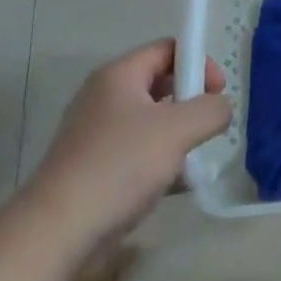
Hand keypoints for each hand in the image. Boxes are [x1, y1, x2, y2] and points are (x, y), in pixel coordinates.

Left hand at [30, 38, 231, 245]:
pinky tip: (175, 186)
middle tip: (209, 125)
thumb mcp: (177, 129)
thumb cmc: (120, 165)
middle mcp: (105, 97)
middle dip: (190, 101)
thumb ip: (210, 110)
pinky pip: (137, 152)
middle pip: (159, 83)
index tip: (217, 92)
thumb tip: (221, 108)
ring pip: (150, 121)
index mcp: (119, 75)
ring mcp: (97, 134)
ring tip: (194, 159)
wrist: (59, 230)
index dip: (198, 62)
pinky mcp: (95, 168)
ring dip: (177, 136)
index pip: (168, 49)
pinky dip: (159, 162)